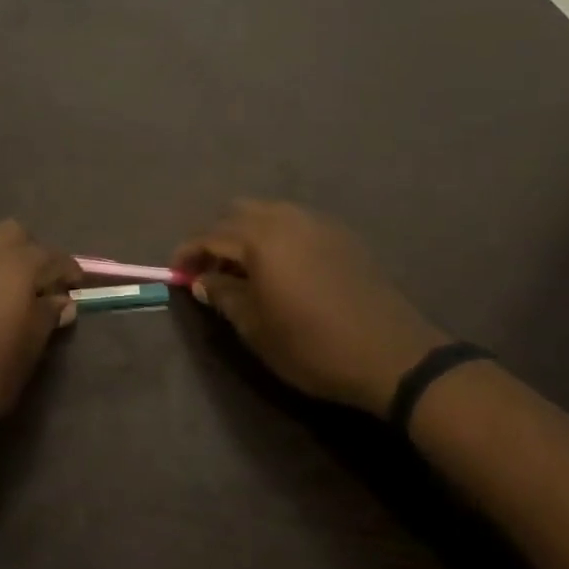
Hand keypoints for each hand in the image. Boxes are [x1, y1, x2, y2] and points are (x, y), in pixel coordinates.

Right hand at [173, 200, 448, 413]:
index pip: (210, 234)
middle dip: (216, 236)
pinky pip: (295, 223)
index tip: (175, 273)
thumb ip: (223, 296)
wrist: (393, 356)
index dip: (187, 252)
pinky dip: (275, 236)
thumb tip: (203, 280)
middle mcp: (286, 219)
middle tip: (209, 270)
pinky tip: (280, 268)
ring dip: (246, 234)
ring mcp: (318, 223)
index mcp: (260, 239)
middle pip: (237, 212)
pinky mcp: (341, 236)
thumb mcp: (256, 328)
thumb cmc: (313, 346)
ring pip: (267, 213)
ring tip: (243, 269)